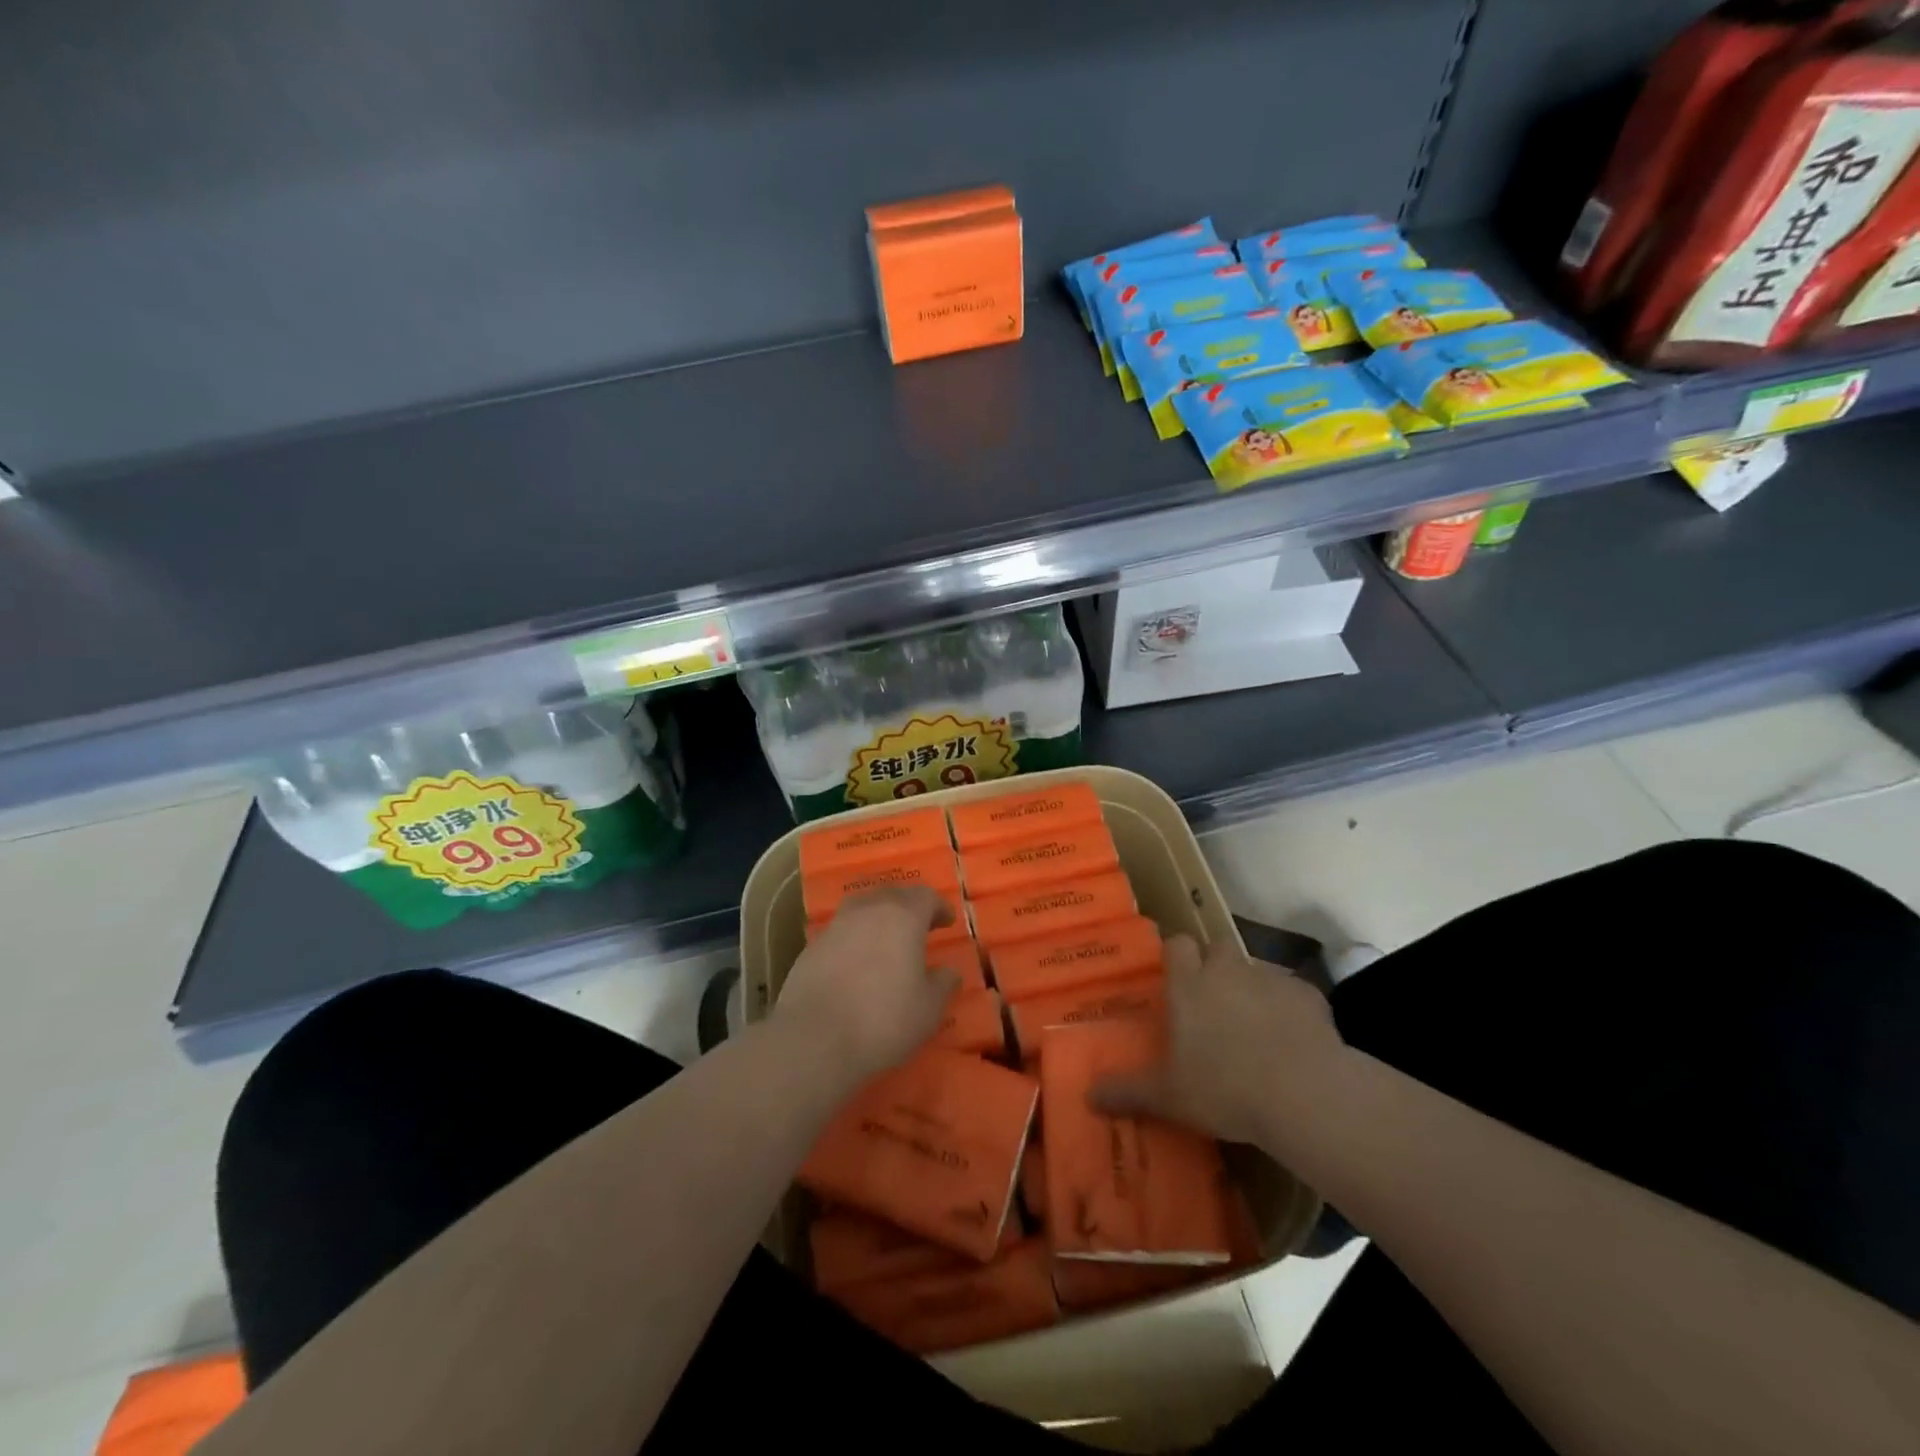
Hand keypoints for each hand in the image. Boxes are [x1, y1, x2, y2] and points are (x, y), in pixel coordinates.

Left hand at [772, 888, 960, 1083]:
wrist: (814, 1038)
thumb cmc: (883, 1019)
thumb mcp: (928, 1009)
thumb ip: (943, 984)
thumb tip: (949, 972)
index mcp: (903, 916)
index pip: (926, 896)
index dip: (939, 906)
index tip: (947, 921)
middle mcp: (868, 910)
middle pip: (892, 895)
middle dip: (908, 907)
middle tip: (919, 927)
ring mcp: (836, 925)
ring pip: (863, 908)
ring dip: (878, 918)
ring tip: (886, 941)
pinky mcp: (811, 946)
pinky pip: (841, 932)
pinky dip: (854, 939)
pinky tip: (857, 963)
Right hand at [1094, 934, 1350, 1148]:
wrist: (1305, 1095)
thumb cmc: (1225, 1089)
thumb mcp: (1169, 1097)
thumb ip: (1128, 1092)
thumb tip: (1088, 1095)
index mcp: (1189, 986)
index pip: (1177, 945)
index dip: (1176, 956)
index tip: (1176, 978)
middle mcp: (1227, 971)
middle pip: (1218, 948)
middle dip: (1216, 966)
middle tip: (1214, 1002)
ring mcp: (1270, 979)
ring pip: (1256, 970)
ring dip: (1253, 989)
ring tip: (1256, 1029)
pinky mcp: (1309, 996)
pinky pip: (1294, 994)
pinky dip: (1290, 1010)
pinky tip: (1293, 1043)